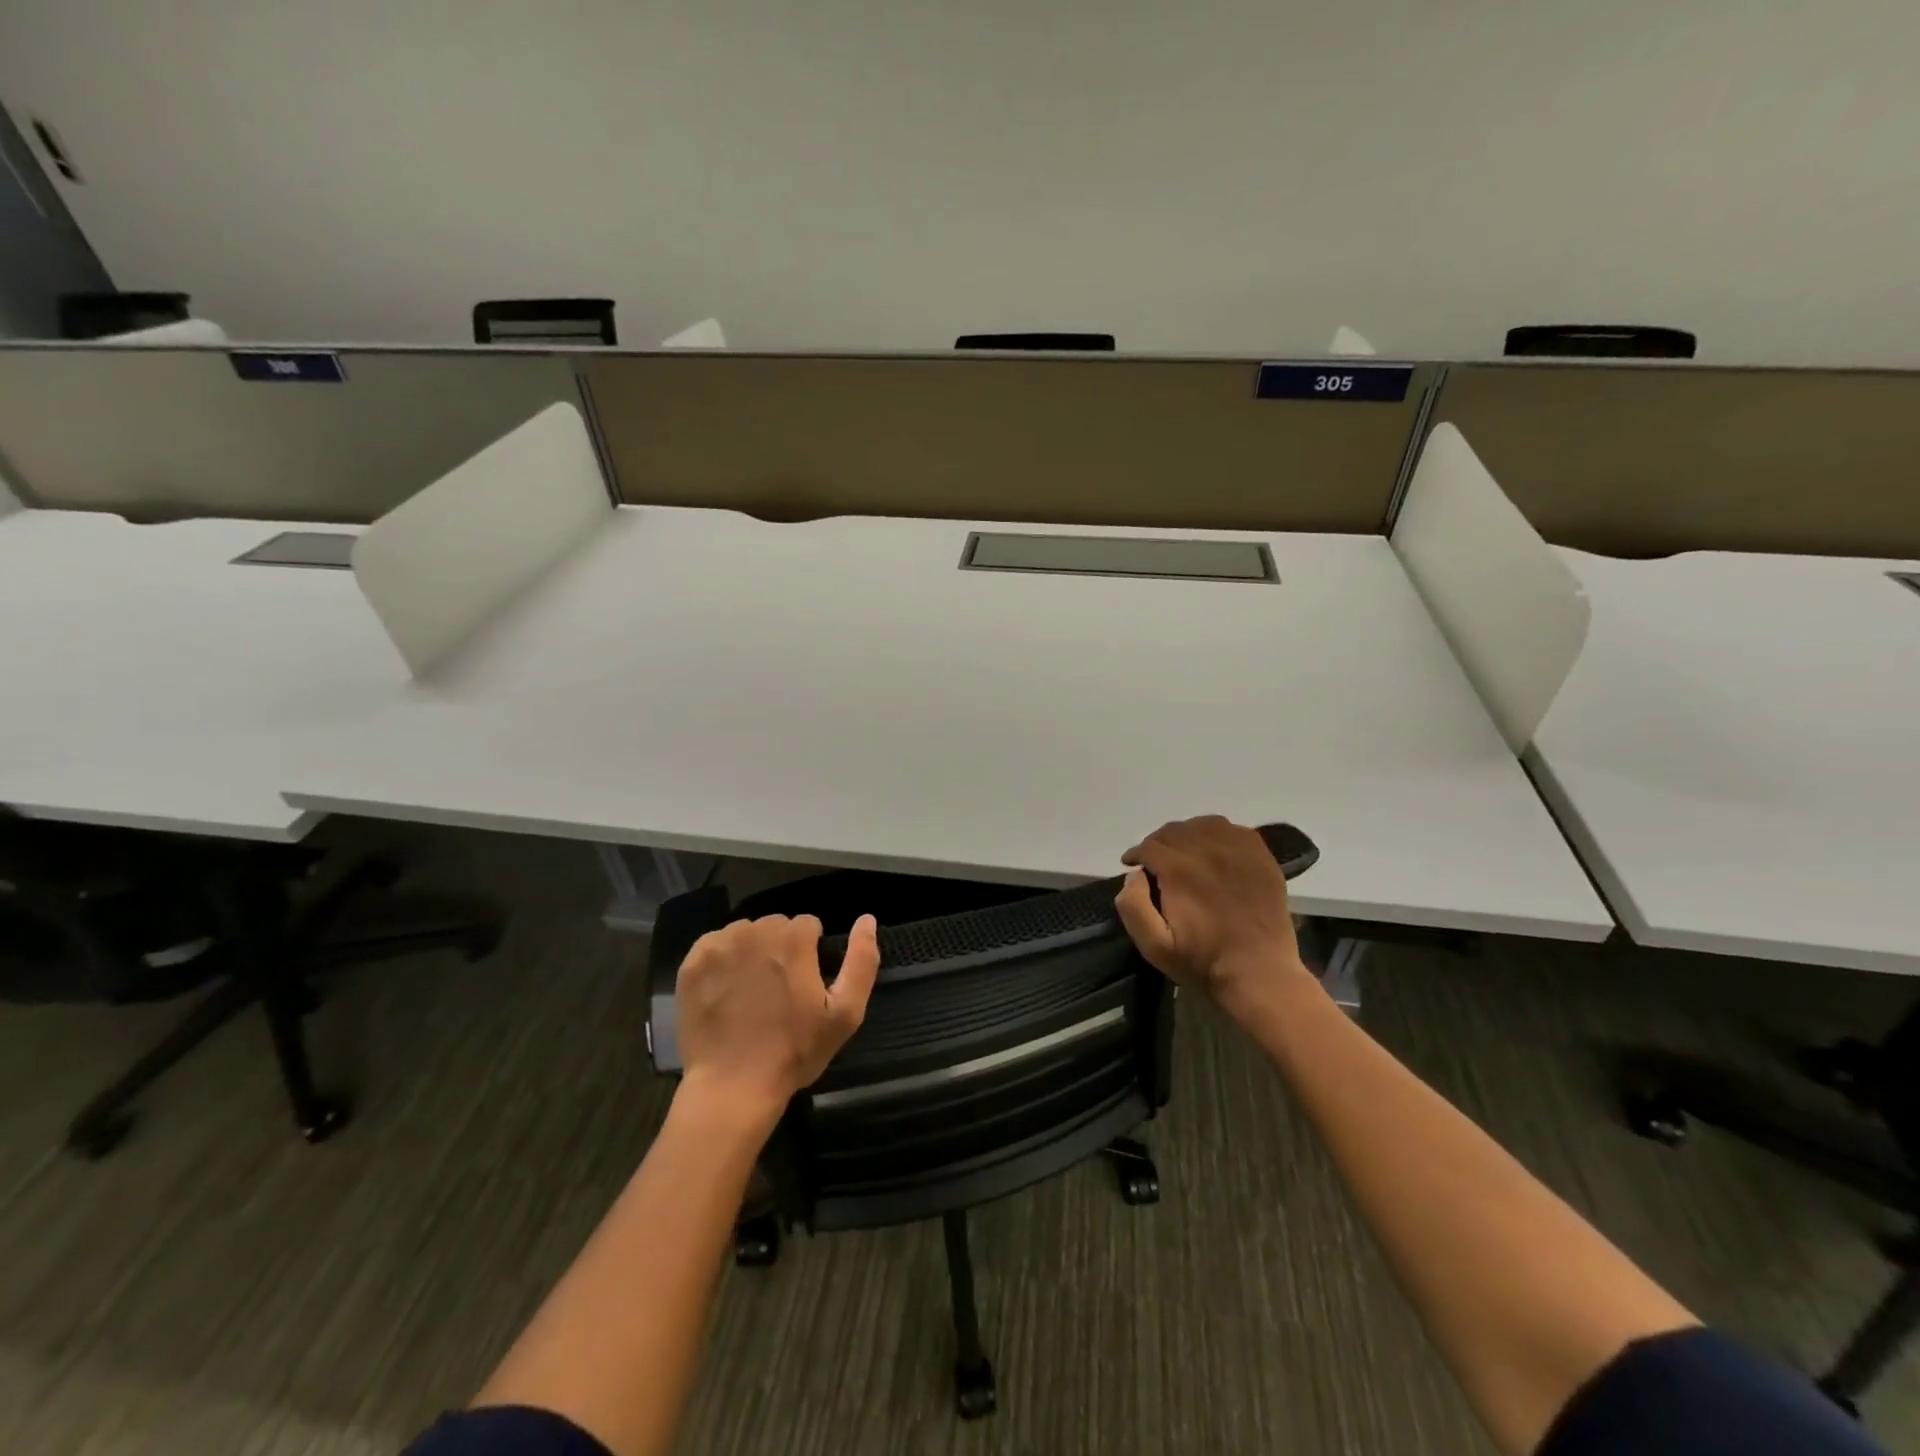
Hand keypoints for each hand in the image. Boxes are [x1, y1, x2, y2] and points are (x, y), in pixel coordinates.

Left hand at [675, 913, 880, 1124]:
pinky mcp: (692, 964)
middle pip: (775, 926)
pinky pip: (714, 944)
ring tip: (751, 990)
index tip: (805, 982)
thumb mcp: (845, 1013)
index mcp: (792, 939)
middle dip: (781, 948)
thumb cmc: (794, 1051)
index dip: (811, 952)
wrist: (732, 1087)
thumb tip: (867, 920)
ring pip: (745, 933)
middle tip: (779, 989)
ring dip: (752, 951)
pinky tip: (726, 990)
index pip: (808, 924)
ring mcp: (719, 946)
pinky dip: (722, 960)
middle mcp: (754, 932)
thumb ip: (862, 961)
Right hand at [1114, 816, 1313, 1014]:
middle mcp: (1208, 850)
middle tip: (1155, 862)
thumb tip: (1134, 875)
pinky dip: (1218, 835)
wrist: (1260, 973)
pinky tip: (1215, 851)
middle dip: (1158, 843)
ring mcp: (1238, 851)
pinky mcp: (1261, 857)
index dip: (1136, 854)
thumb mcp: (1154, 946)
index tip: (1132, 865)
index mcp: (1179, 870)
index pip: (1149, 846)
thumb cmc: (1203, 962)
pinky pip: (1234, 830)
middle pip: (1174, 831)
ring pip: (1203, 825)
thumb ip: (1132, 906)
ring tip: (1184, 853)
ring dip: (1187, 835)